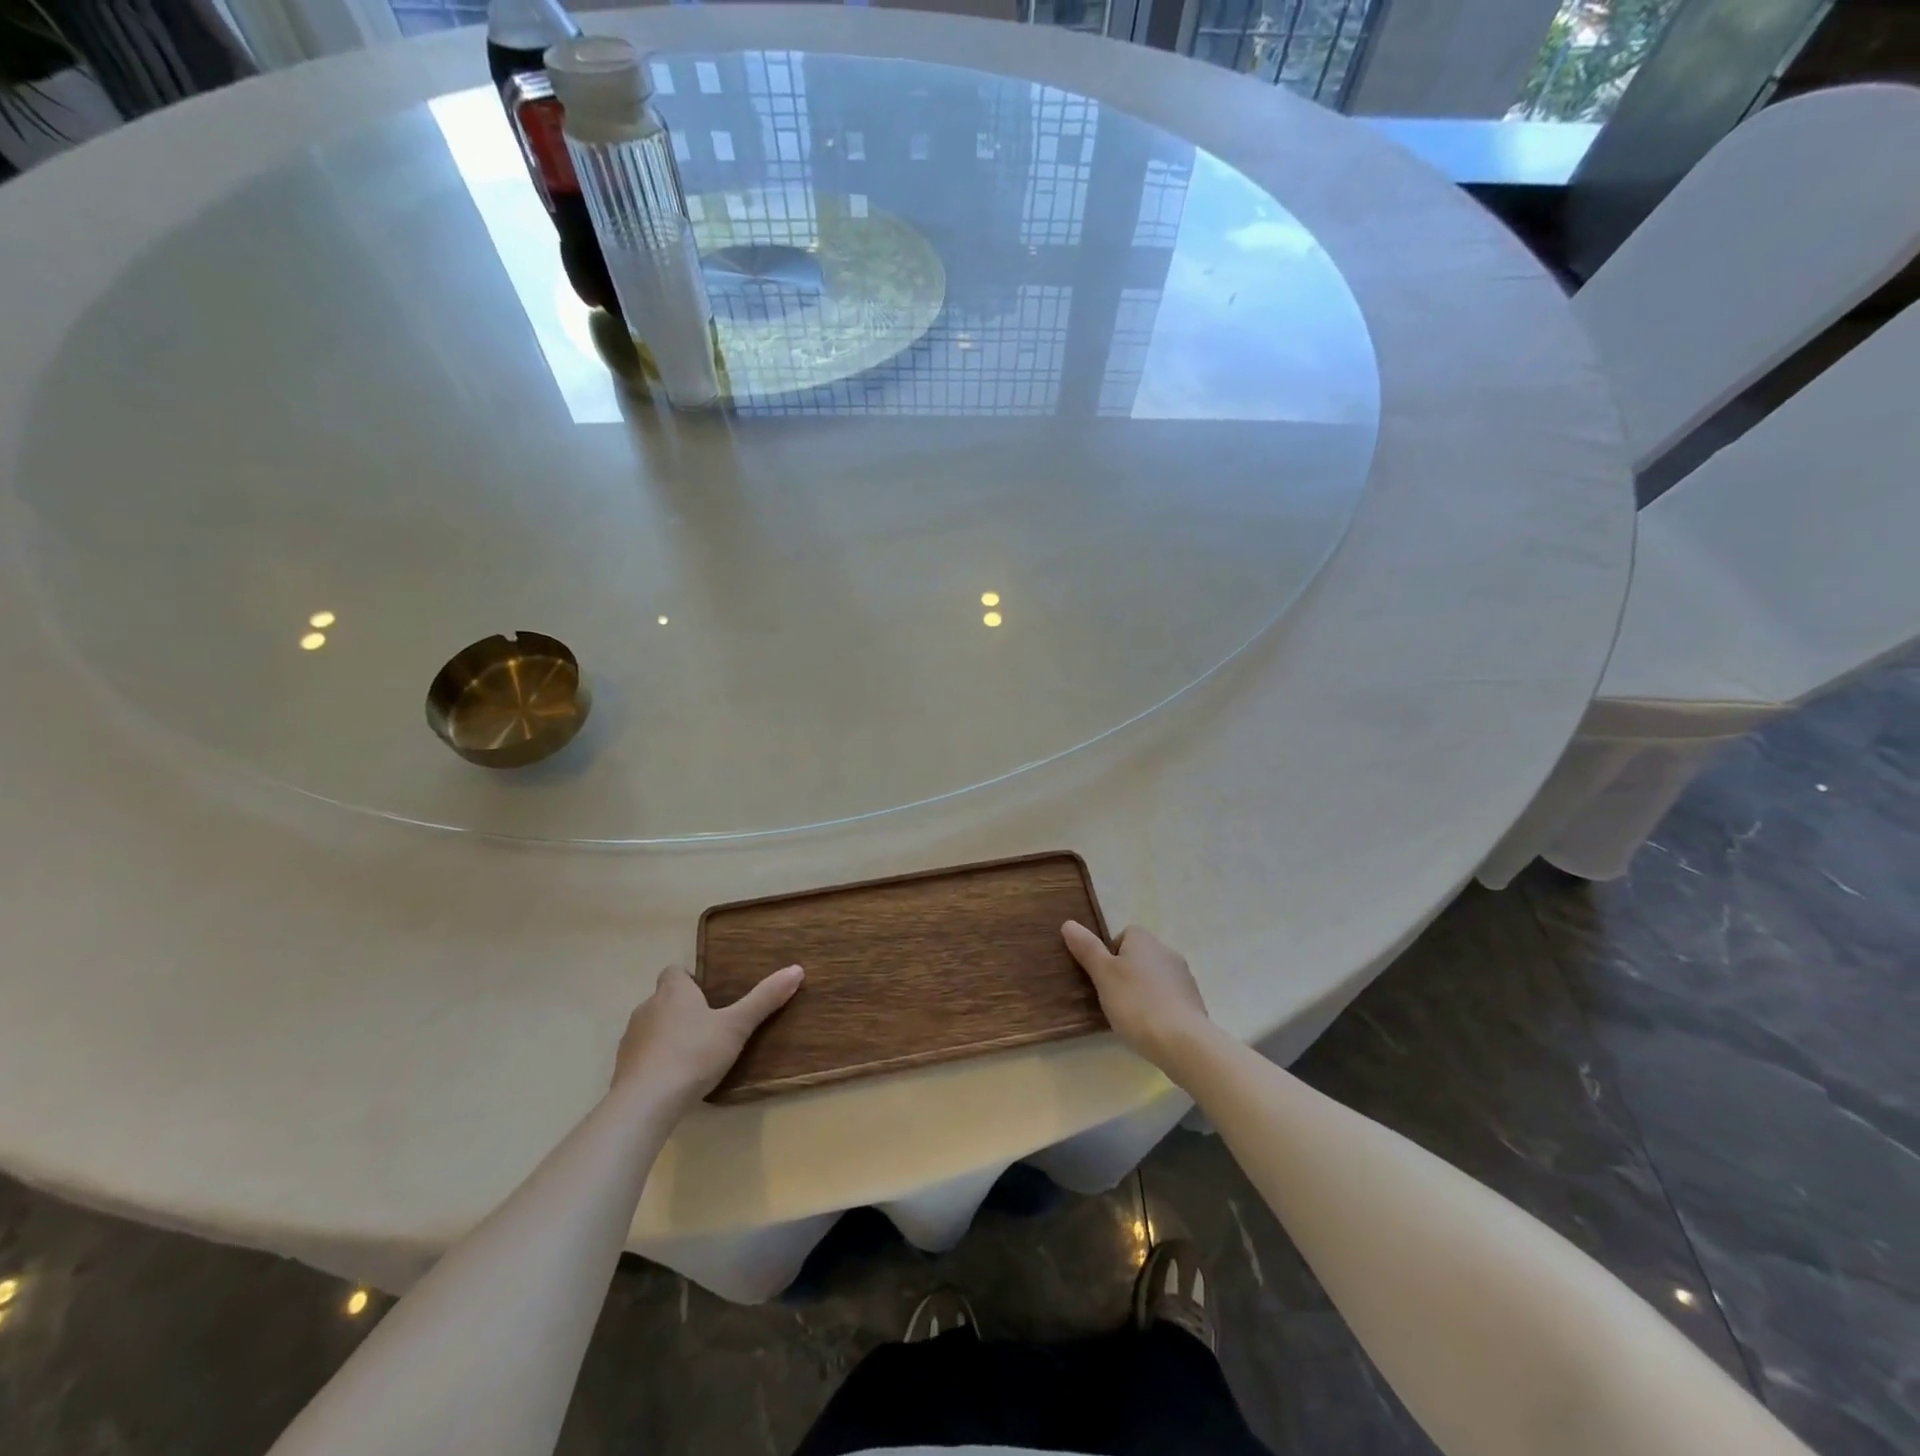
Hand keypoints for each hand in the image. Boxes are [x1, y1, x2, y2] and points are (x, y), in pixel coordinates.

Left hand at [612, 964, 802, 1107]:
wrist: (646, 1103)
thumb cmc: (694, 1054)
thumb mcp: (736, 1026)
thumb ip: (764, 999)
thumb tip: (796, 969)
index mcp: (673, 992)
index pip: (674, 971)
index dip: (689, 980)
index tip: (708, 995)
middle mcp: (647, 1007)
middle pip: (663, 999)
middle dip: (681, 1009)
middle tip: (708, 1027)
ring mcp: (630, 1039)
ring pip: (651, 1027)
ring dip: (666, 1035)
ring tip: (691, 1055)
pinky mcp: (622, 1069)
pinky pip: (641, 1056)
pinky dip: (654, 1061)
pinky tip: (671, 1080)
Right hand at [1061, 922, 1210, 1067]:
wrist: (1183, 1041)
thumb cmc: (1136, 1003)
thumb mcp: (1103, 975)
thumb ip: (1087, 949)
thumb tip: (1069, 923)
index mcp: (1144, 940)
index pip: (1123, 935)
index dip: (1109, 954)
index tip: (1102, 977)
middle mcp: (1167, 951)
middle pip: (1139, 956)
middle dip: (1126, 973)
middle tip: (1111, 998)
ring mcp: (1184, 977)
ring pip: (1154, 977)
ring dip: (1143, 990)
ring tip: (1130, 1016)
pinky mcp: (1194, 1001)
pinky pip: (1169, 997)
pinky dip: (1158, 1007)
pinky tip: (1150, 1027)